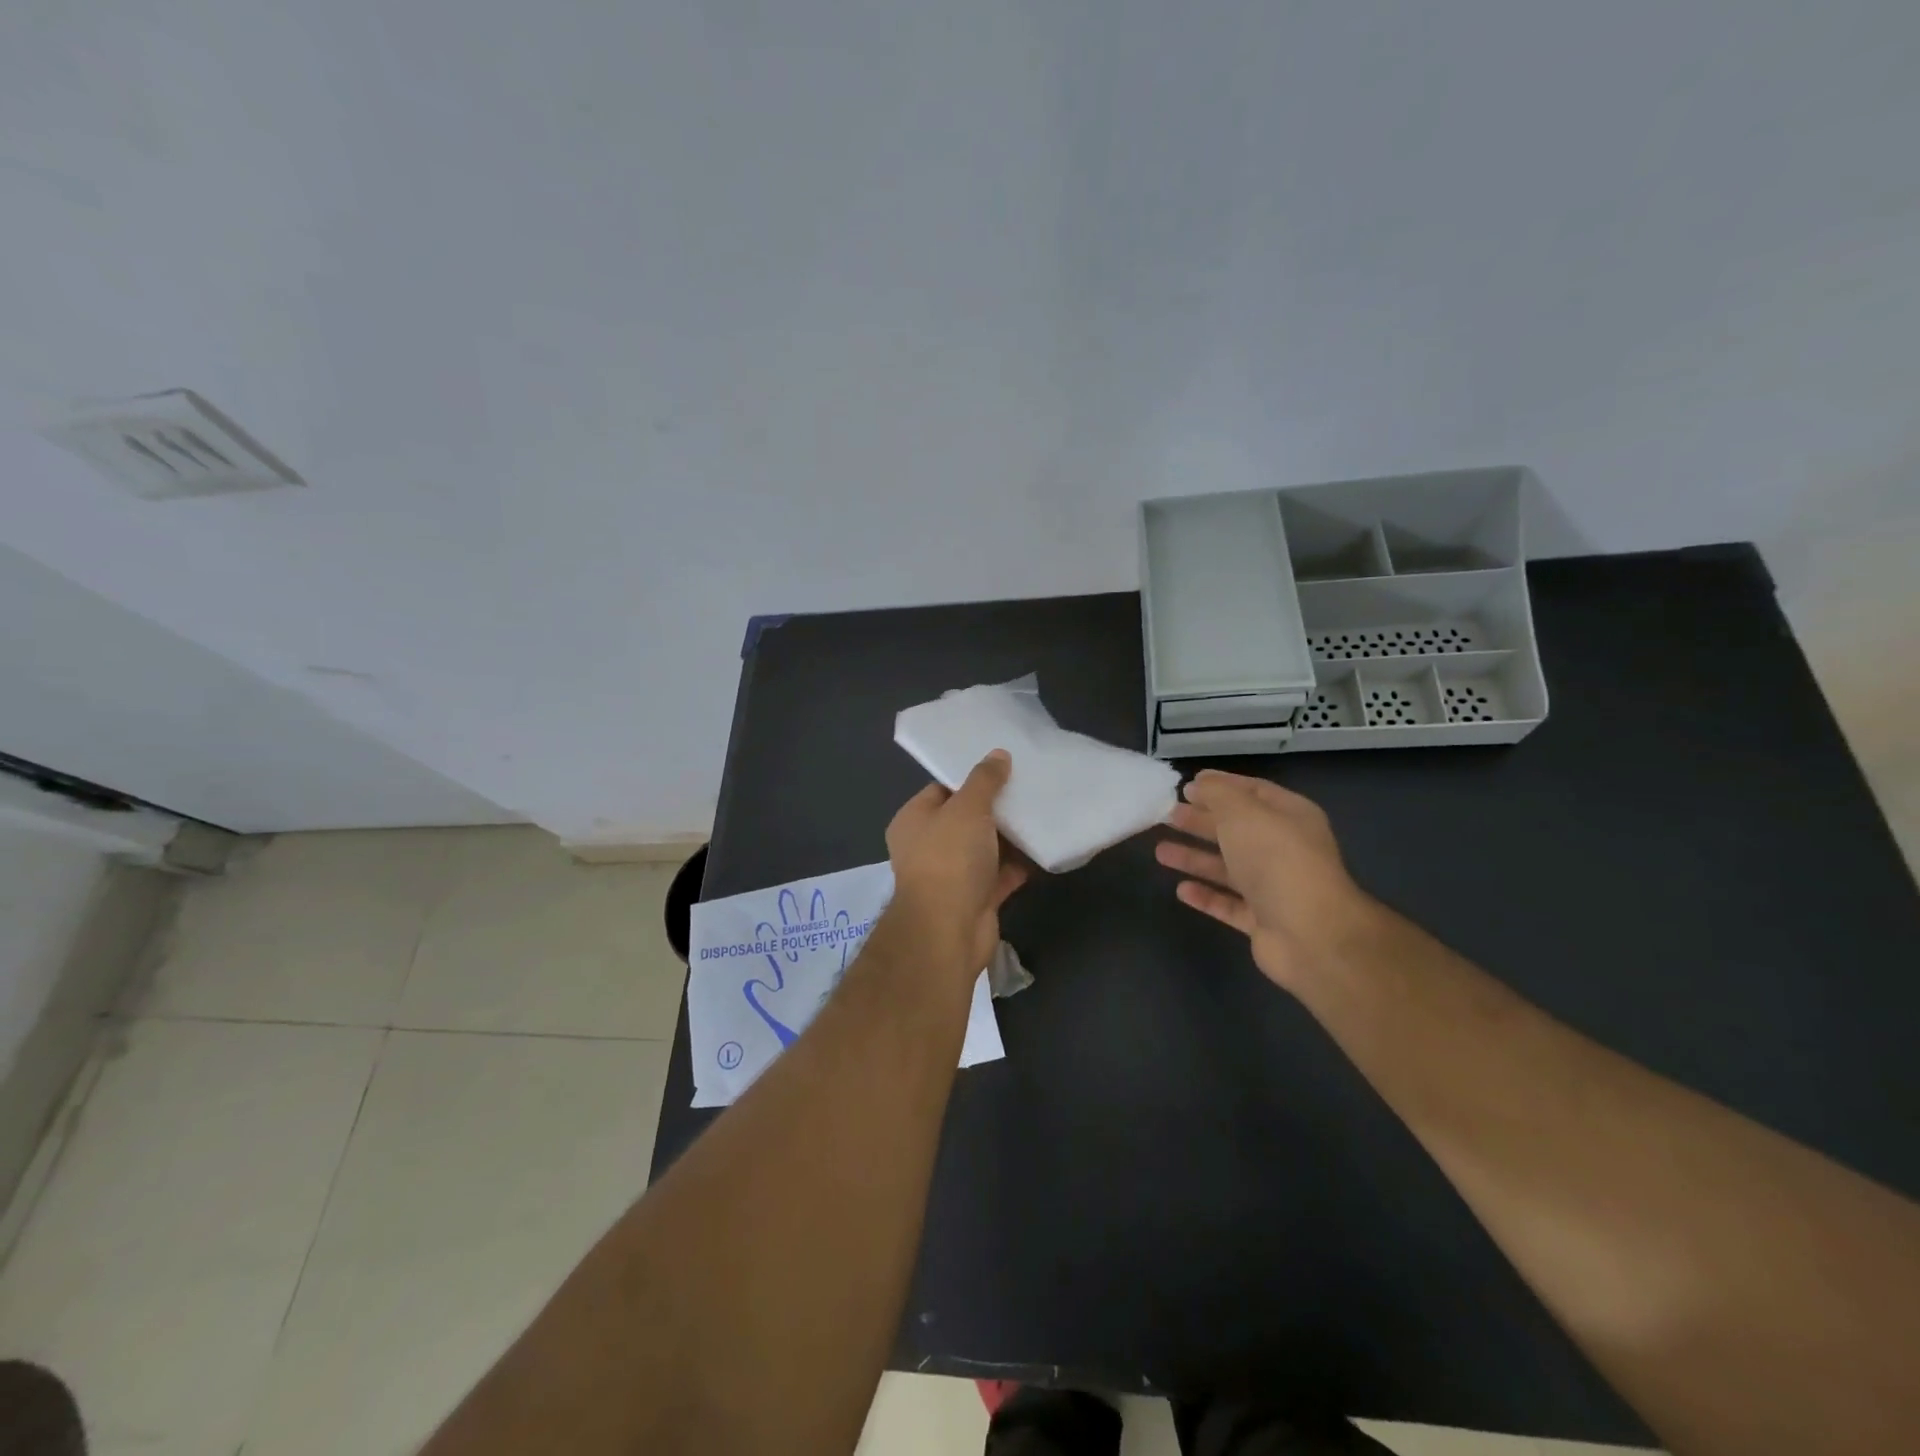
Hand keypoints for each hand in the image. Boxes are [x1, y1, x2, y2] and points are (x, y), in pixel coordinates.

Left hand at [885, 750, 1027, 983]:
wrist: (948, 930)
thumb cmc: (949, 859)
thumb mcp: (967, 808)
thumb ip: (984, 780)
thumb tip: (998, 754)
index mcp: (914, 820)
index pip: (942, 789)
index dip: (971, 778)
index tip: (1003, 767)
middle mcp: (928, 846)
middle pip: (966, 819)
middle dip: (996, 807)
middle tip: (1029, 787)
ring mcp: (952, 875)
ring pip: (985, 848)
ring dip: (1011, 836)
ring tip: (1042, 811)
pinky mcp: (975, 899)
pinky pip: (1001, 875)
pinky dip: (1019, 864)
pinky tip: (1044, 847)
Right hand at [1155, 770, 1380, 990]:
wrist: (1310, 933)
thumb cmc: (1276, 860)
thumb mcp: (1243, 813)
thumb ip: (1218, 794)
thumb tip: (1199, 784)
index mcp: (1290, 816)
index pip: (1253, 792)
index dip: (1220, 786)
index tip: (1186, 785)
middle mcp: (1285, 849)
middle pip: (1237, 830)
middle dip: (1202, 821)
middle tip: (1168, 815)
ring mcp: (1275, 887)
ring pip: (1228, 868)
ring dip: (1195, 858)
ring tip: (1160, 851)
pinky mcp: (1263, 921)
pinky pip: (1229, 904)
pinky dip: (1206, 896)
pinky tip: (1181, 890)